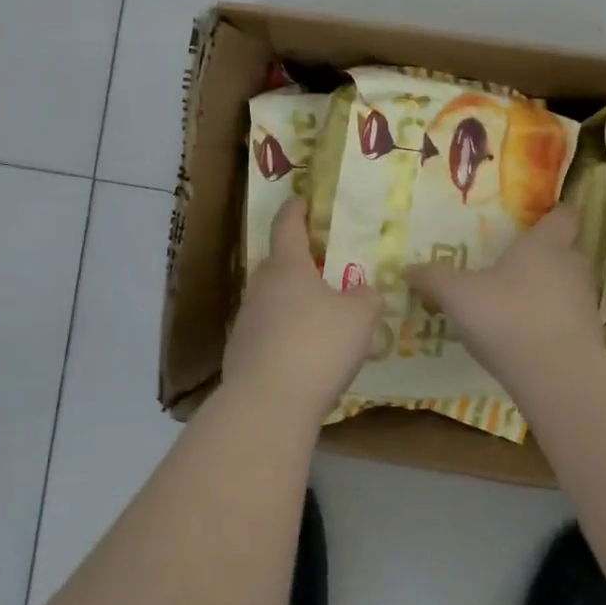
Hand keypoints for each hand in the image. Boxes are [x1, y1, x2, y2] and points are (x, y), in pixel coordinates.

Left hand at [222, 200, 381, 425]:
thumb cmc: (317, 345)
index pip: (287, 225)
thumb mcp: (360, 317)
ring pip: (272, 301)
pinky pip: (268, 334)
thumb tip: (362, 292)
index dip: (296, 210)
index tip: (302, 200)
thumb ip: (366, 297)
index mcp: (287, 266)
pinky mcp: (240, 354)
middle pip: (278, 264)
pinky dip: (285, 337)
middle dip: (299, 263)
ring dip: (293, 303)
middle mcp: (261, 287)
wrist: (267, 404)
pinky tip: (305, 358)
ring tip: (320, 319)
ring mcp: (246, 321)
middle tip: (324, 269)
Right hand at [404, 206, 605, 383]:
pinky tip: (527, 337)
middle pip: (566, 251)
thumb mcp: (458, 295)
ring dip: (549, 291)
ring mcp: (586, 303)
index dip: (554, 216)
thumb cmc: (507, 317)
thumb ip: (433, 278)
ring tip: (518, 303)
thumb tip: (406, 268)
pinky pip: (569, 320)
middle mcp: (571, 267)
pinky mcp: (590, 338)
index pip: (563, 217)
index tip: (539, 220)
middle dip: (545, 256)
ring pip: (569, 286)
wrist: (558, 376)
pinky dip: (553, 324)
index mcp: (545, 245)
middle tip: (515, 264)